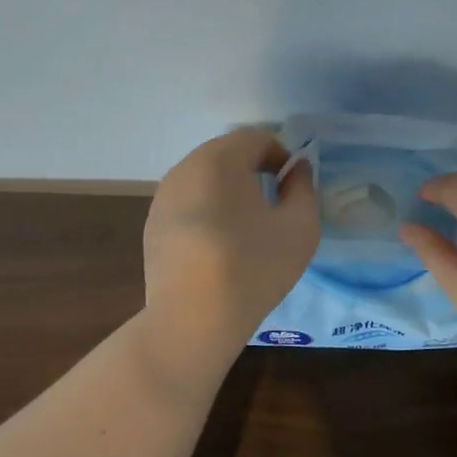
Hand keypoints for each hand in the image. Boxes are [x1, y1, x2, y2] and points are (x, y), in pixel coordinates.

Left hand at [143, 128, 319, 355]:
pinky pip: (188, 204)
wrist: (193, 319)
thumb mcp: (300, 227)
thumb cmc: (254, 266)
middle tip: (274, 203)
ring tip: (247, 227)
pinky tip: (219, 247)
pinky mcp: (153, 226)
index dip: (281, 155)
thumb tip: (297, 170)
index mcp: (219, 159)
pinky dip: (208, 211)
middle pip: (226, 154)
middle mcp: (185, 168)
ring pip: (204, 179)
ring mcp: (163, 198)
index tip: (293, 186)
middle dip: (253, 170)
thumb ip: (304, 188)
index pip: (255, 137)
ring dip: (229, 191)